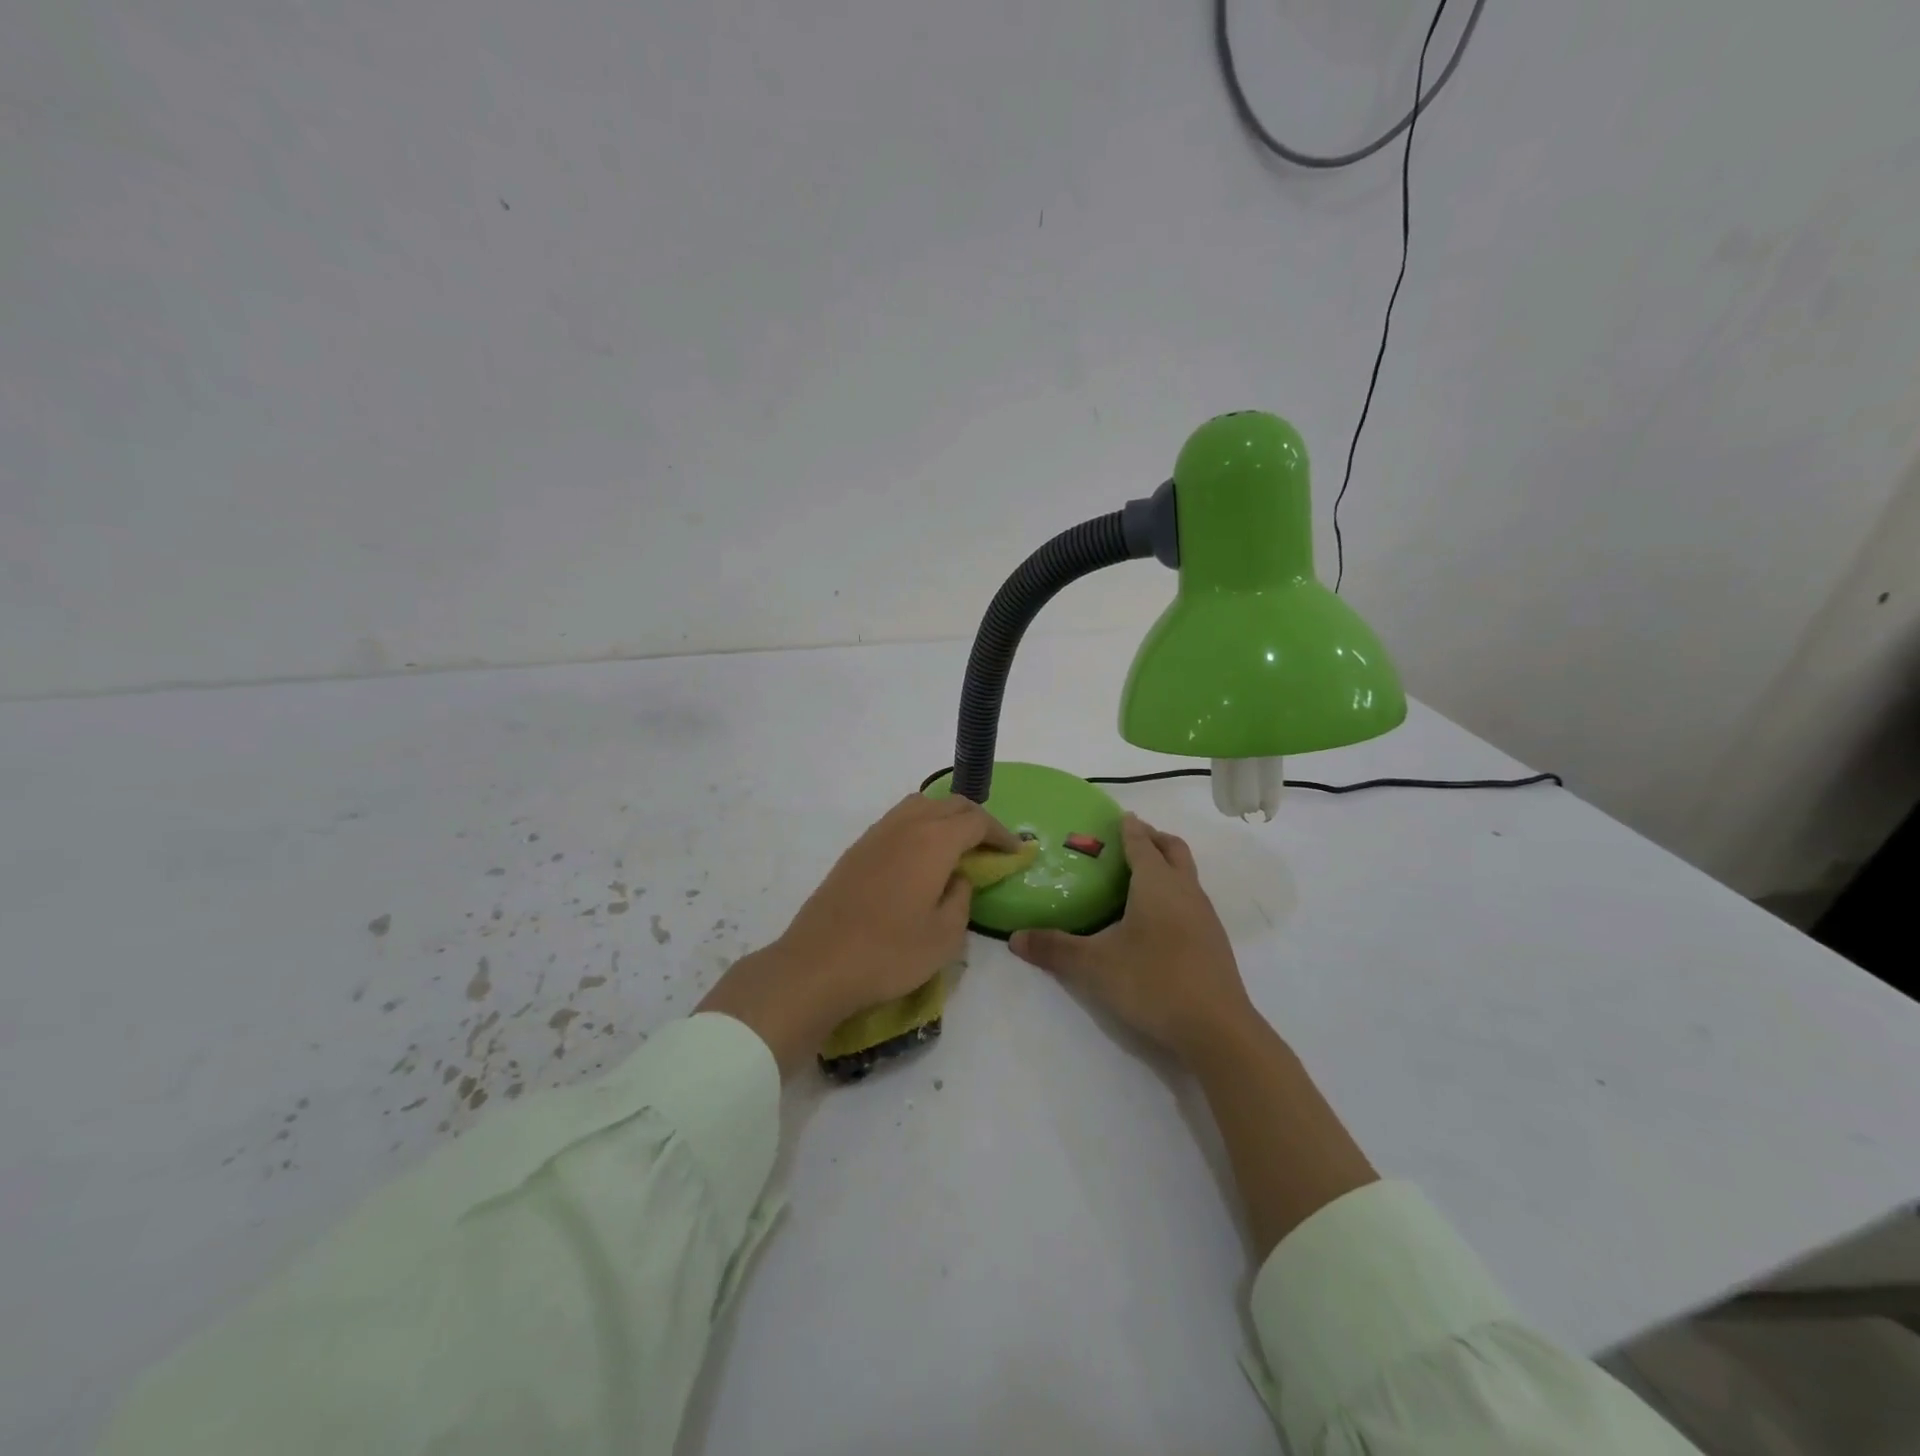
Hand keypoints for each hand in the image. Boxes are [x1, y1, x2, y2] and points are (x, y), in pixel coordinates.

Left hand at [699, 793, 1018, 1072]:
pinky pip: (898, 822)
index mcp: (933, 841)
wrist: (817, 965)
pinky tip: (921, 858)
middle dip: (977, 820)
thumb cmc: (889, 954)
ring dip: (945, 818)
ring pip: (920, 806)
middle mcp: (905, 826)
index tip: (1017, 851)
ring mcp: (876, 835)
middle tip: (992, 847)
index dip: (1001, 834)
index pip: (977, 821)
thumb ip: (962, 898)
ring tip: (958, 847)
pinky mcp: (856, 850)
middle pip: (950, 804)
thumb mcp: (945, 936)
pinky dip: (920, 827)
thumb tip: (958, 878)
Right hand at [1011, 813, 1255, 1063]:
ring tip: (1138, 879)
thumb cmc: (1153, 982)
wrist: (1216, 1029)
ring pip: (1187, 875)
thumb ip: (1054, 948)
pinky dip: (1174, 894)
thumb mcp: (1094, 966)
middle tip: (1129, 841)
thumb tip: (1014, 938)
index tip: (1118, 817)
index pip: (1141, 842)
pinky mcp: (1213, 941)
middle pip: (1173, 849)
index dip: (1129, 828)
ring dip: (1167, 866)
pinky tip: (1156, 921)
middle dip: (1153, 838)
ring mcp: (1204, 916)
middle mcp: (1184, 890)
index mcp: (1156, 883)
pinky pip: (1192, 900)